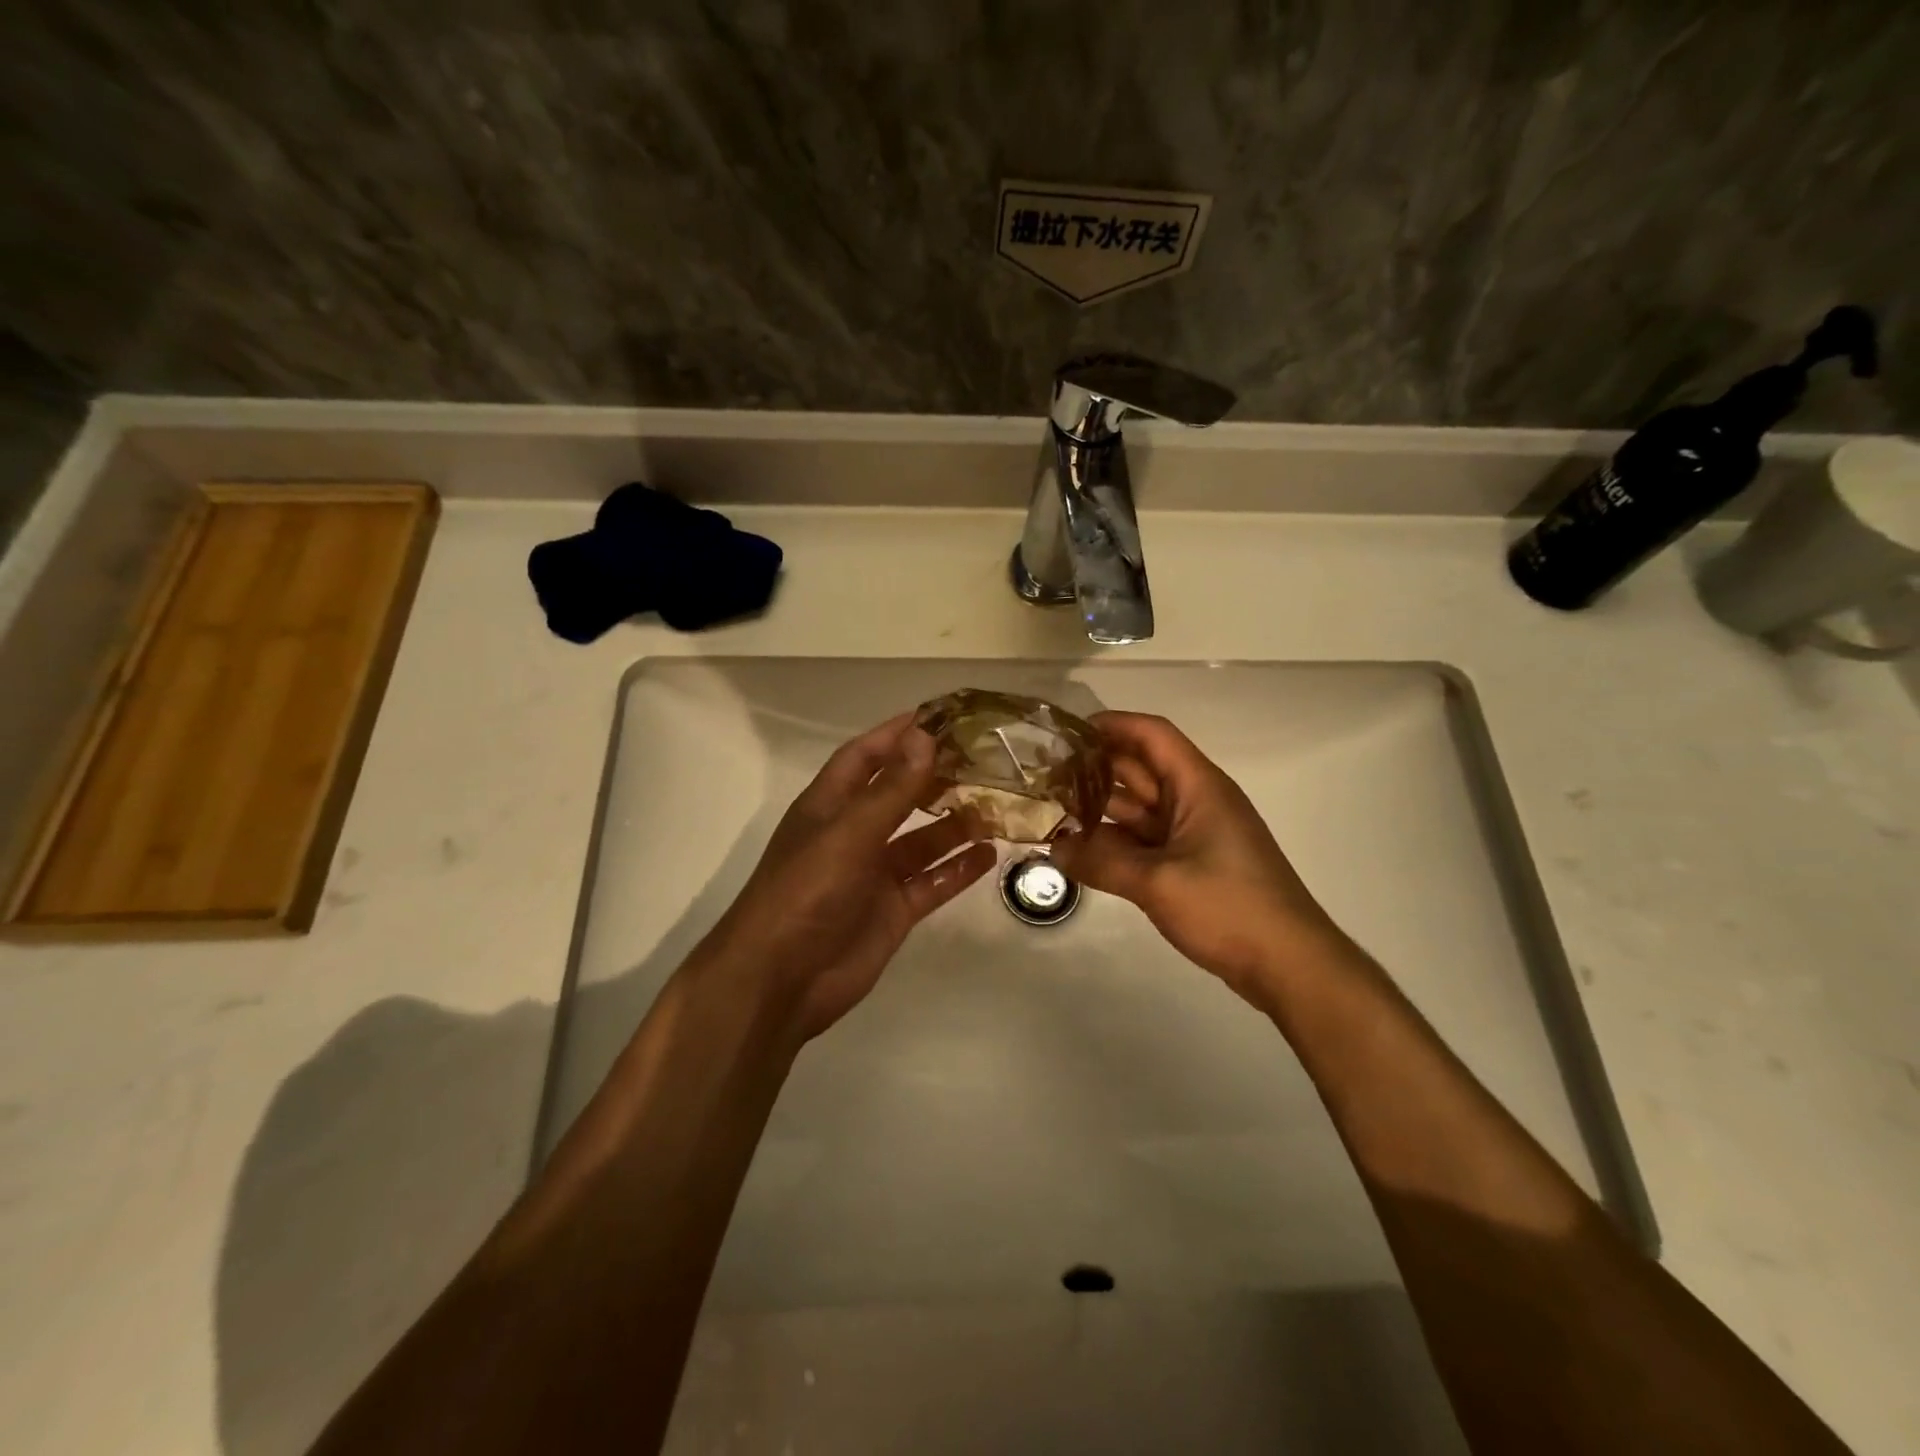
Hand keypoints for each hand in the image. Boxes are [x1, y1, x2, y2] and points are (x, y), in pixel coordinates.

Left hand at [701, 713, 995, 1041]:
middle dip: (935, 776)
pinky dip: (957, 869)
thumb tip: (924, 736)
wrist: (781, 981)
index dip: (897, 734)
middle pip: (899, 795)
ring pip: (922, 839)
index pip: (865, 756)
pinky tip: (989, 854)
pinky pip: (931, 882)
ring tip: (997, 804)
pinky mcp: (893, 911)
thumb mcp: (849, 834)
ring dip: (954, 823)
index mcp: (830, 806)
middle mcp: (853, 834)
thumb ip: (891, 790)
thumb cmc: (805, 893)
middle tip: (984, 759)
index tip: (940, 716)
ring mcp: (874, 874)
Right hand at [1050, 711, 1344, 1001]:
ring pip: (1140, 807)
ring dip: (1101, 807)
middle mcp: (1196, 801)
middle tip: (1045, 776)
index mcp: (1198, 787)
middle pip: (1141, 769)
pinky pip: (1146, 840)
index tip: (1068, 731)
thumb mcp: (1158, 883)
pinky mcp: (1193, 864)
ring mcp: (1195, 834)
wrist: (1289, 964)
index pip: (1152, 735)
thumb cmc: (1229, 908)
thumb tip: (1053, 850)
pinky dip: (1116, 840)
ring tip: (1052, 810)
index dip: (1112, 725)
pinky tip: (1081, 849)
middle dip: (1095, 768)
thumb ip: (1101, 863)